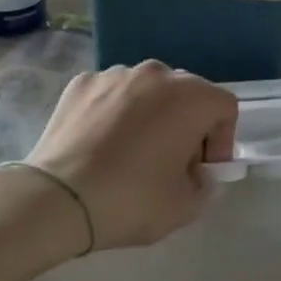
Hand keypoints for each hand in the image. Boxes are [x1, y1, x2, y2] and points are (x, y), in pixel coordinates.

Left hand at [25, 63, 236, 250]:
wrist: (56, 199)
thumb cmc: (131, 200)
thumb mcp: (185, 207)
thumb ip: (205, 185)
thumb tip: (196, 173)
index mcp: (190, 97)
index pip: (224, 108)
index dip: (222, 140)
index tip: (203, 170)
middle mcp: (156, 74)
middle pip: (186, 94)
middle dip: (188, 125)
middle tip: (172, 163)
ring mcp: (115, 74)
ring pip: (147, 91)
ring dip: (151, 115)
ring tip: (132, 151)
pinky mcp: (81, 83)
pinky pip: (112, 94)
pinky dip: (115, 112)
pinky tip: (101, 143)